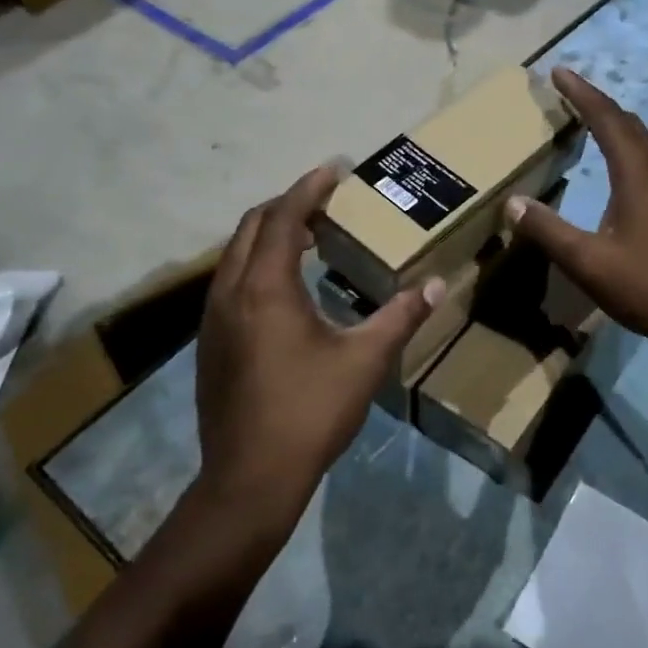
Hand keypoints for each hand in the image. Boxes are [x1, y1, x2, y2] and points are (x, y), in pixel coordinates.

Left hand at [196, 167, 442, 525]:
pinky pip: (231, 281)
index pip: (285, 217)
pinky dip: (258, 264)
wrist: (249, 479)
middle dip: (288, 205)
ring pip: (236, 254)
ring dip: (270, 234)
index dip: (310, 187)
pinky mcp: (211, 343)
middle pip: (253, 226)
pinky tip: (287, 289)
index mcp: (266, 287)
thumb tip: (437, 286)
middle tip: (327, 203)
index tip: (336, 169)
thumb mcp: (365, 361)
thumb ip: (401, 317)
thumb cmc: (310, 412)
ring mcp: (213, 318)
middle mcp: (231, 291)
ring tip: (311, 239)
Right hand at [506, 68, 647, 356]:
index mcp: (637, 174)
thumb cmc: (645, 286)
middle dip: (599, 102)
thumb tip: (512, 203)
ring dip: (619, 123)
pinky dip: (632, 145)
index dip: (582, 93)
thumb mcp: (586, 261)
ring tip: (595, 119)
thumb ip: (547, 230)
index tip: (559, 72)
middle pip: (629, 123)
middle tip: (571, 91)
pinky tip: (626, 165)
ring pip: (646, 140)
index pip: (607, 120)